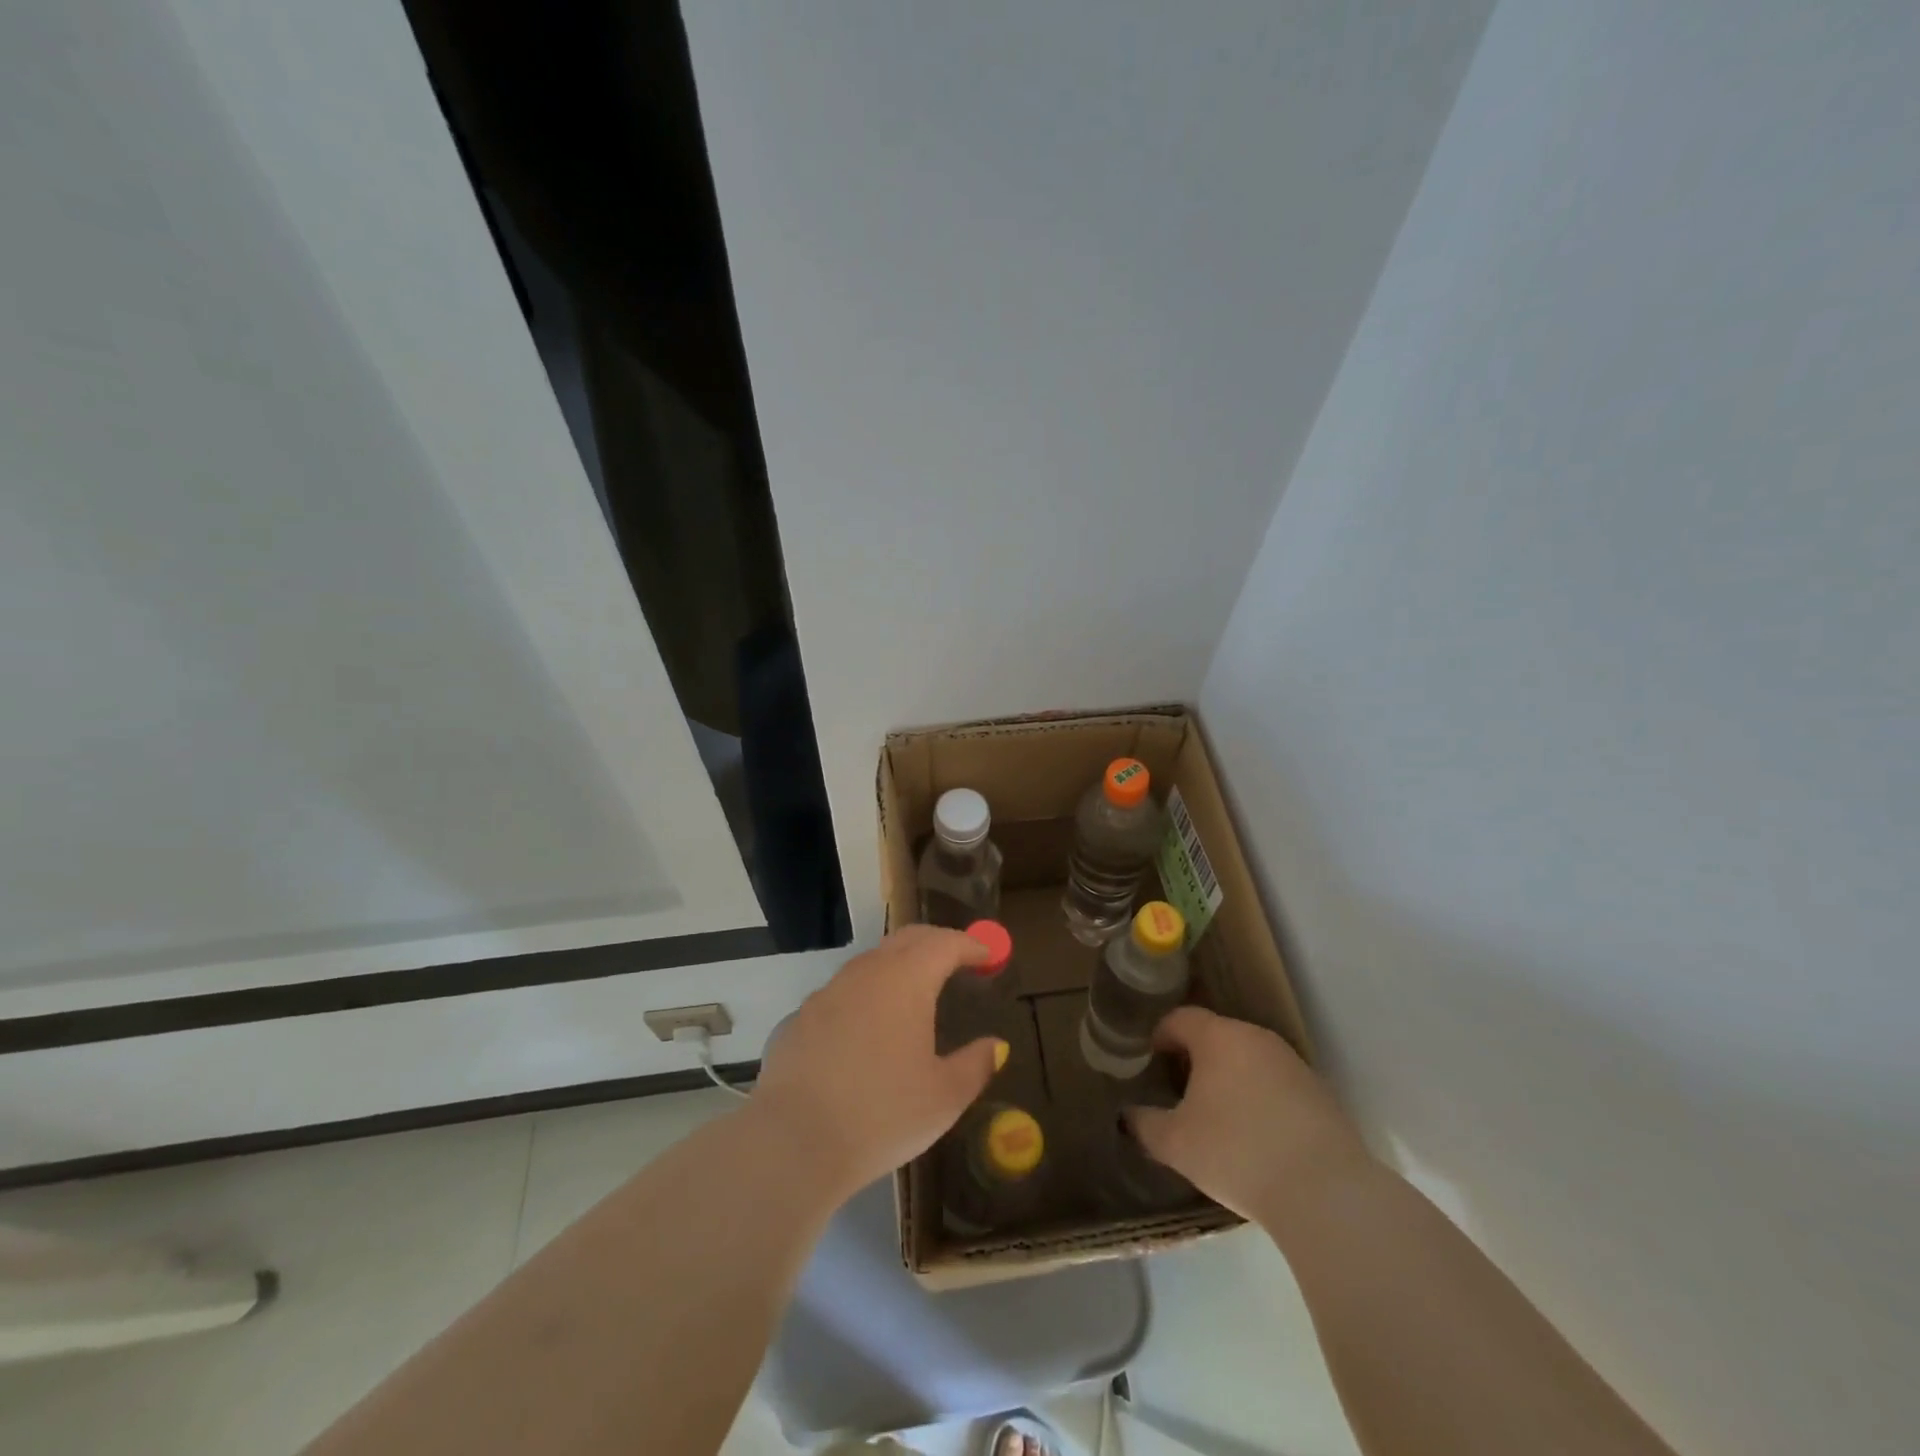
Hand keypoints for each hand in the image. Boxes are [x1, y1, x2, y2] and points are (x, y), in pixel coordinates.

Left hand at [751, 925, 1002, 1197]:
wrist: (793, 1142)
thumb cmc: (882, 1115)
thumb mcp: (944, 1097)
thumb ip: (975, 1065)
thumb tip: (995, 1045)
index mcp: (906, 980)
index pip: (944, 943)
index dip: (971, 944)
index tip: (989, 955)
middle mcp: (865, 973)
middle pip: (906, 940)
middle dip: (936, 944)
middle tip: (958, 960)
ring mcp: (826, 993)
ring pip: (870, 964)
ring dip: (898, 967)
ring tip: (915, 994)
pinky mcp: (798, 1019)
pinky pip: (841, 995)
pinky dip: (865, 998)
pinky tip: (867, 1033)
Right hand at [1127, 1006, 1371, 1225]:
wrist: (1325, 1192)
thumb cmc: (1236, 1152)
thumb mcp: (1175, 1143)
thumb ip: (1144, 1124)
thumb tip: (1127, 1116)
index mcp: (1218, 1038)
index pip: (1181, 1018)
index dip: (1161, 1034)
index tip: (1150, 1058)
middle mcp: (1256, 1038)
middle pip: (1217, 1036)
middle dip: (1195, 1057)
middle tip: (1179, 1088)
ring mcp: (1293, 1064)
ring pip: (1249, 1060)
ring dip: (1230, 1078)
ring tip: (1217, 1114)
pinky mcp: (1320, 1094)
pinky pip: (1277, 1084)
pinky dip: (1260, 1098)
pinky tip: (1256, 1135)